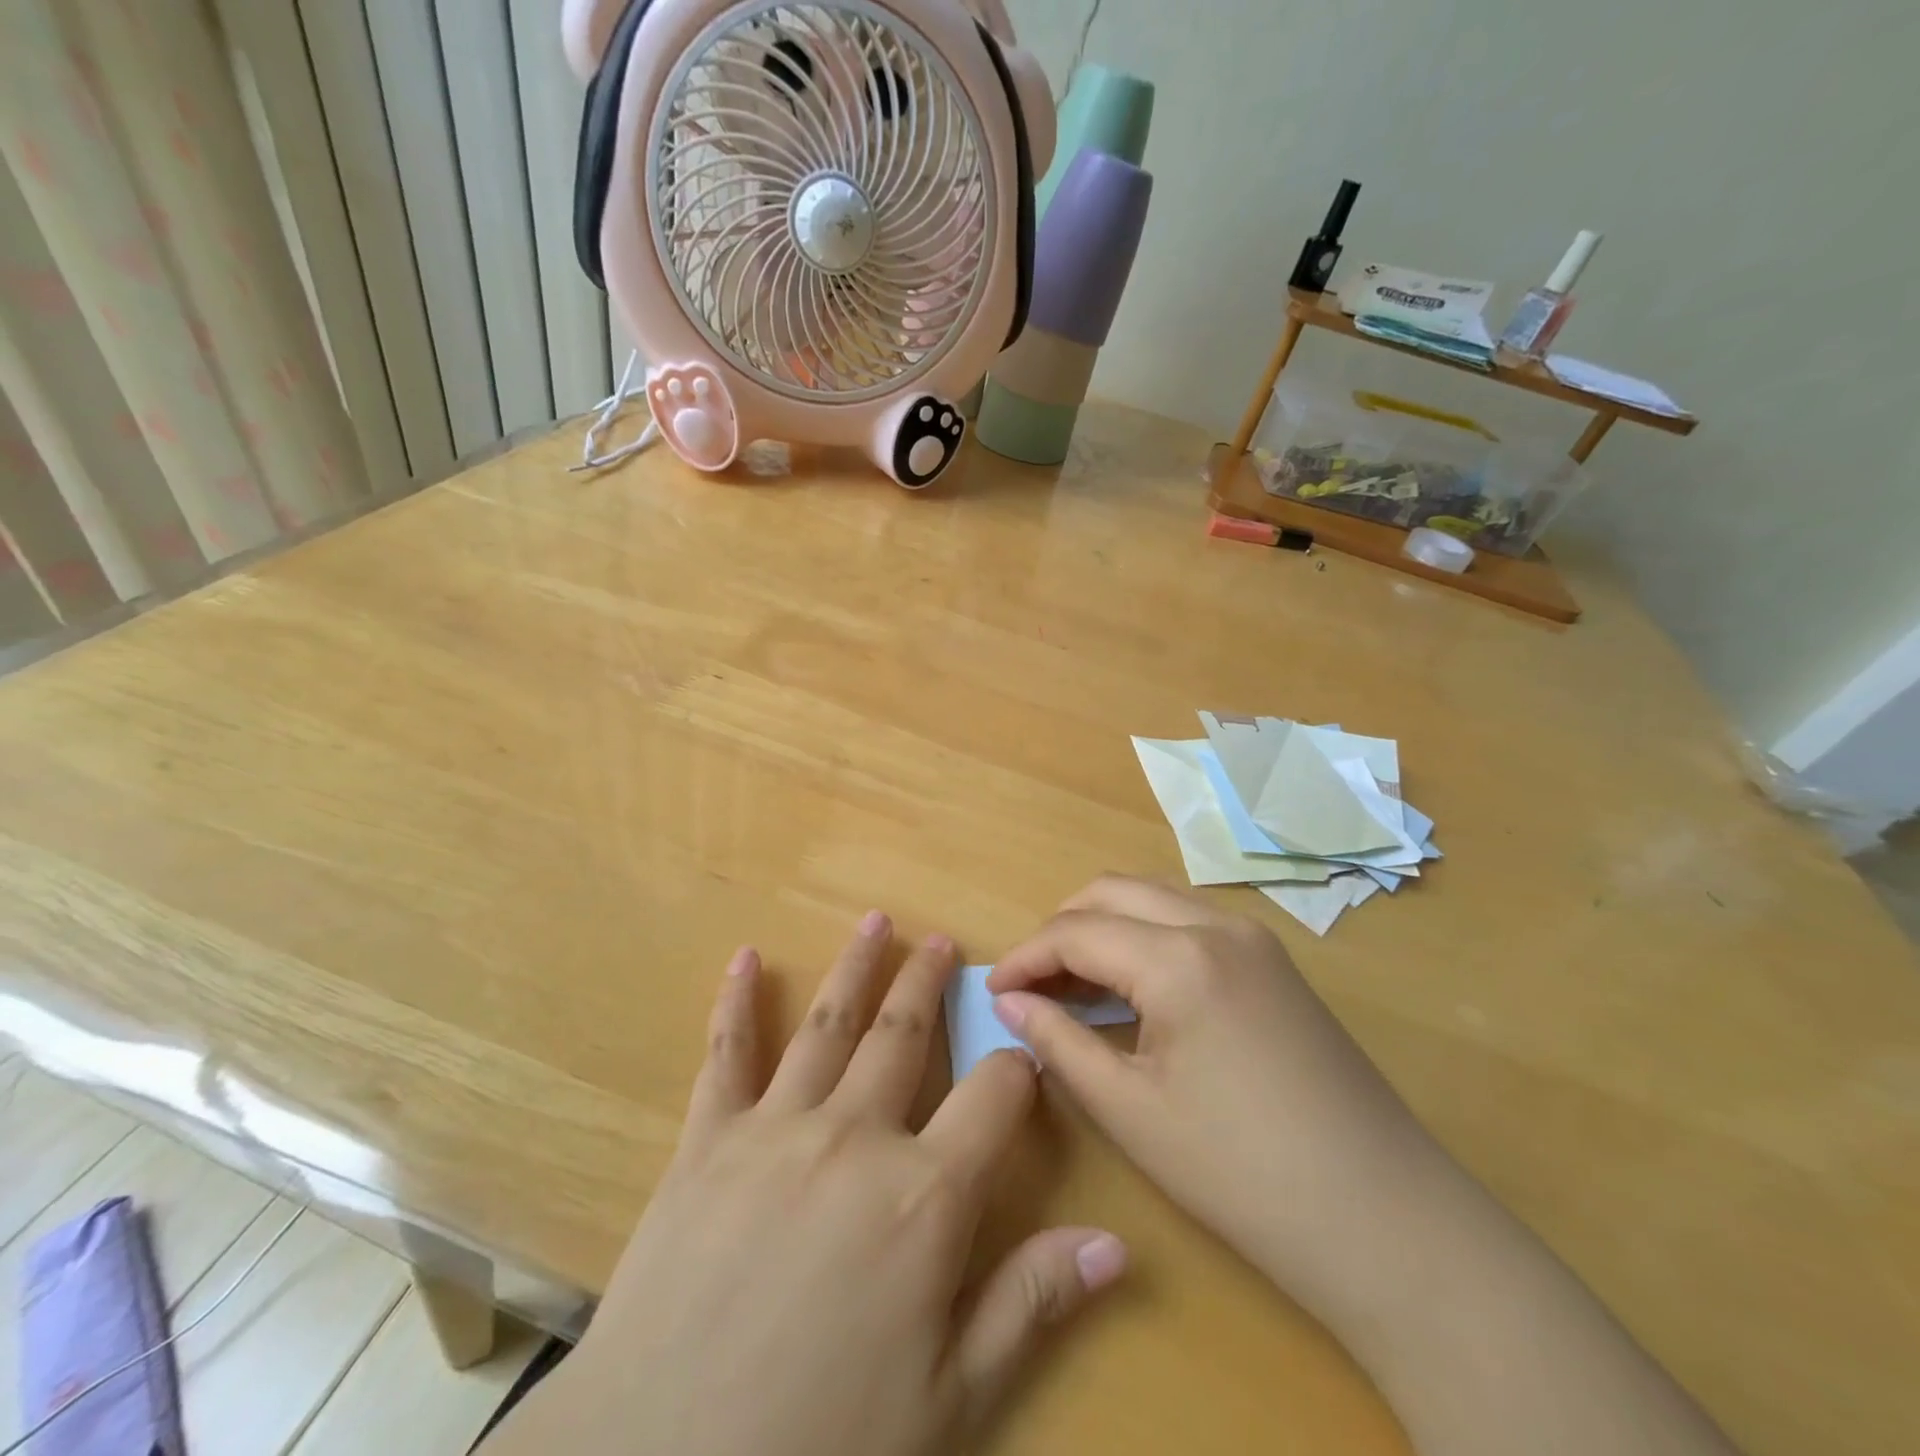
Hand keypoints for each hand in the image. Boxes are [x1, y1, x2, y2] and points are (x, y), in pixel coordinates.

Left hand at [485, 914, 1125, 1455]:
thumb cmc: (821, 1446)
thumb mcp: (950, 1398)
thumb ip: (1032, 1304)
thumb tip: (1116, 1242)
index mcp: (924, 1195)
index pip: (995, 1096)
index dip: (1018, 1071)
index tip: (1025, 1056)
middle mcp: (855, 1136)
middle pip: (906, 1035)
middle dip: (928, 983)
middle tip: (941, 941)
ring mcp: (776, 1128)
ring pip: (829, 1025)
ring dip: (856, 967)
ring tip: (876, 920)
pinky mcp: (707, 1141)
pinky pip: (726, 1056)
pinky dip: (735, 1003)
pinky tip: (743, 958)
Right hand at [992, 878, 1743, 1455]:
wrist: (1386, 1220)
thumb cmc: (1242, 1173)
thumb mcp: (1131, 1112)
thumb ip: (1060, 1043)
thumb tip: (1010, 1004)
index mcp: (1179, 956)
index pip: (1076, 932)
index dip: (1025, 957)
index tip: (993, 991)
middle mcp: (1216, 924)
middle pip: (1112, 891)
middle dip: (1060, 928)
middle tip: (1031, 985)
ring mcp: (1254, 937)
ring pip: (1153, 898)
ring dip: (1104, 926)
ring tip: (1074, 985)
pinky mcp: (1275, 961)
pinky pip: (1189, 921)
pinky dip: (1145, 937)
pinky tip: (1134, 989)